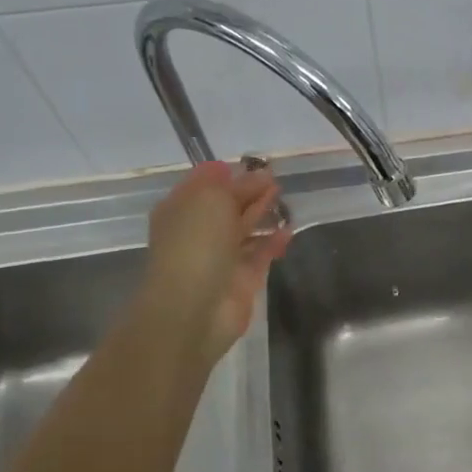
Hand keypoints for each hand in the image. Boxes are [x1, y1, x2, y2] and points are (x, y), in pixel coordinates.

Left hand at [140, 160, 291, 364]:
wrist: (194, 308)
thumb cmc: (196, 245)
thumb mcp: (211, 200)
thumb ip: (234, 185)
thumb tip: (252, 174)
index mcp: (181, 209)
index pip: (203, 184)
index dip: (226, 173)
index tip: (252, 163)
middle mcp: (198, 231)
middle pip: (226, 206)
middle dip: (247, 191)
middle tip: (274, 178)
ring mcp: (220, 257)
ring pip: (243, 229)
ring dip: (261, 214)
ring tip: (283, 199)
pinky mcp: (242, 279)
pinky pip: (260, 254)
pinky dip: (273, 241)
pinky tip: (289, 230)